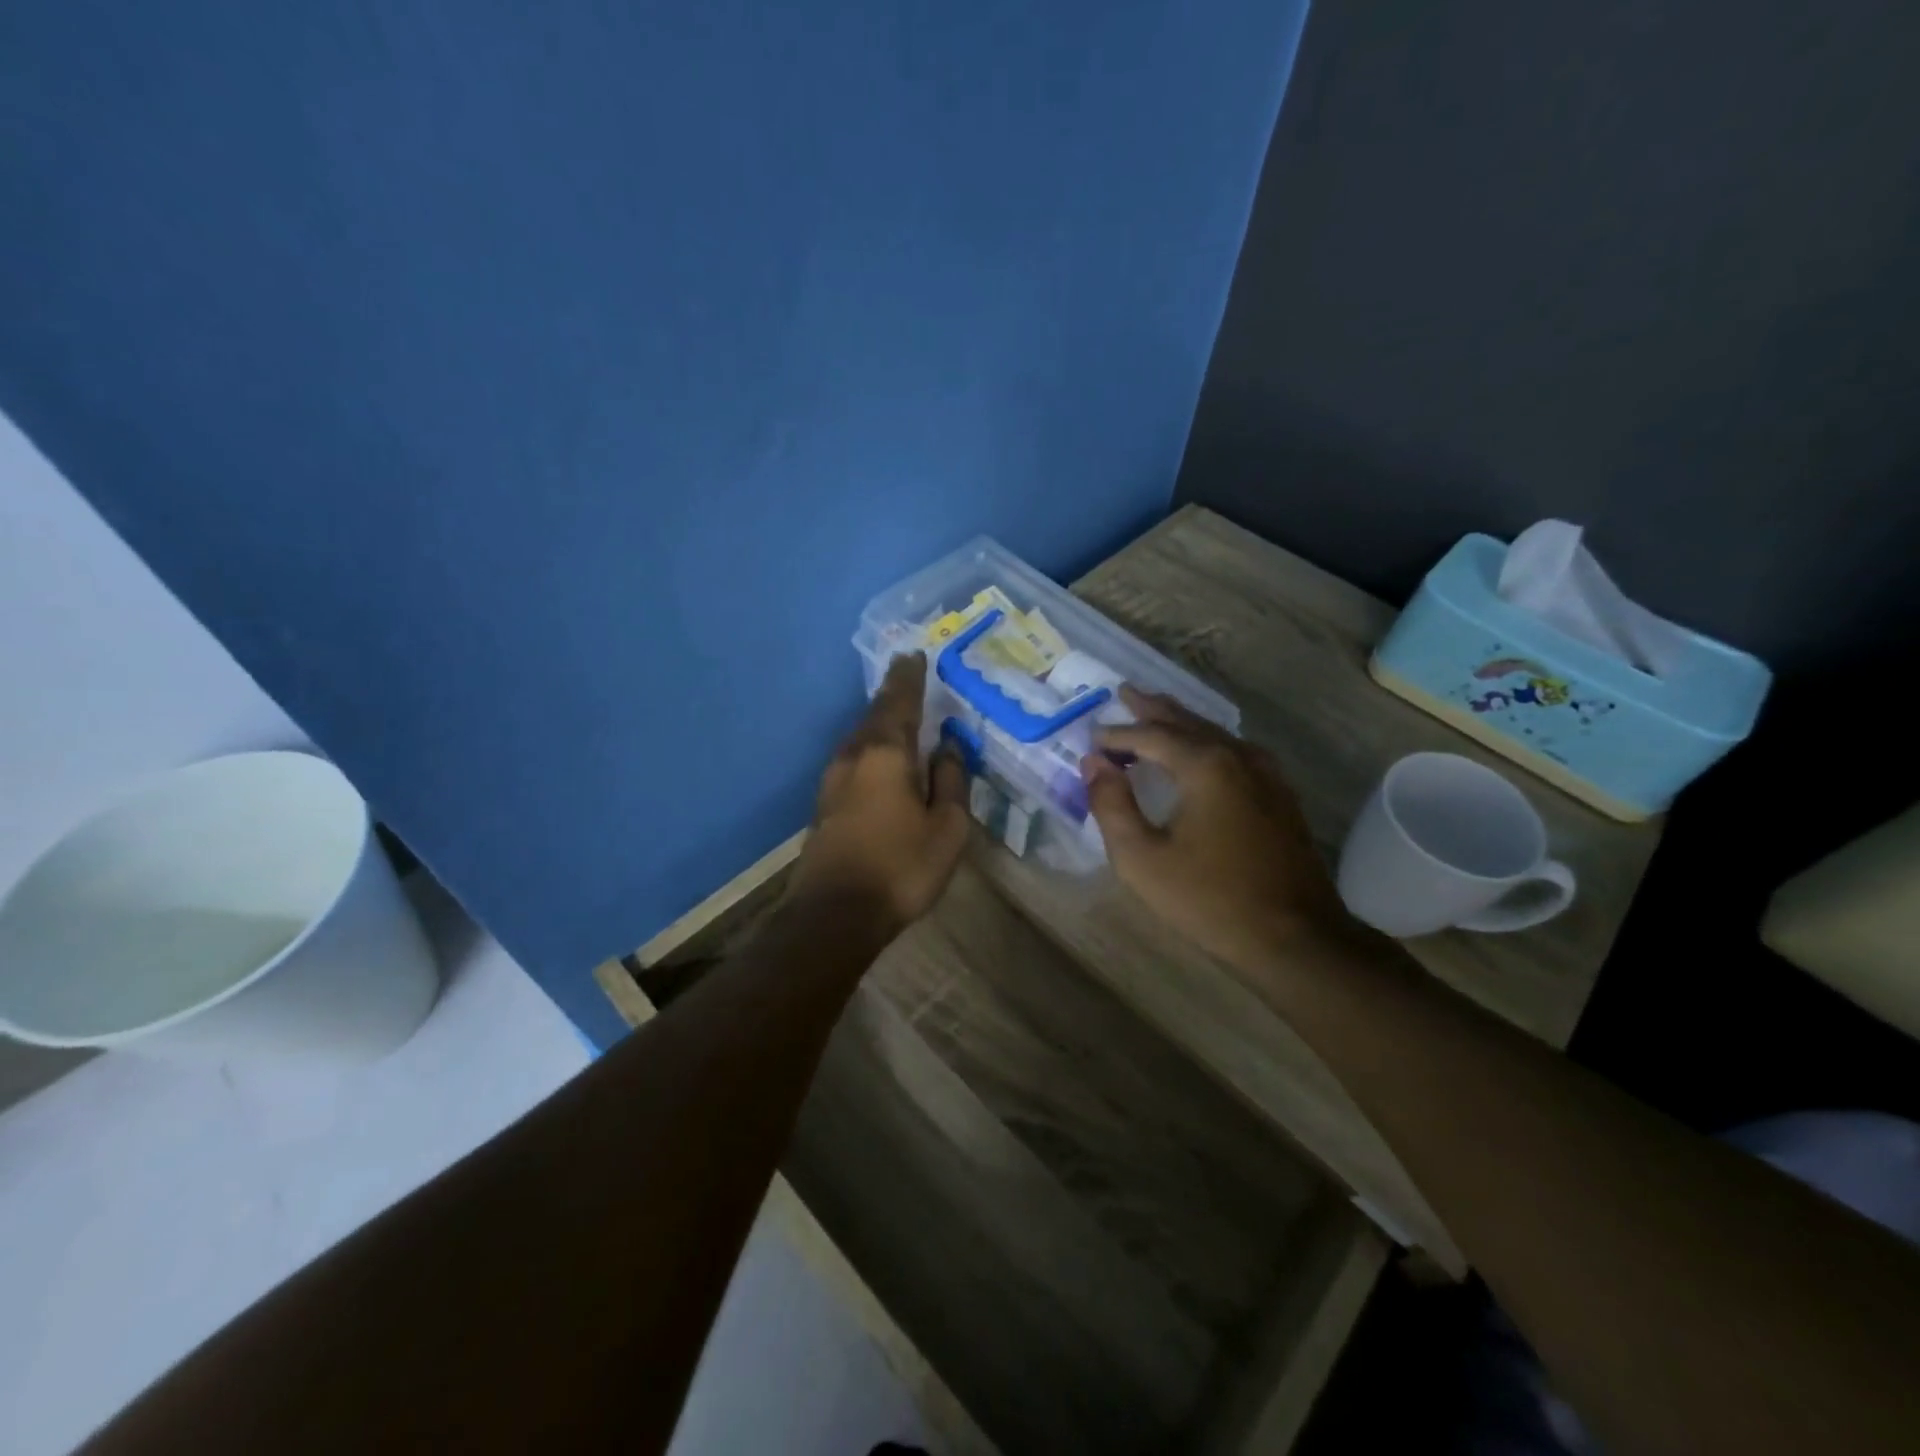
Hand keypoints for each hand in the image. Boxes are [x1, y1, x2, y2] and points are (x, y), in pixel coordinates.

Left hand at [790, 653, 970, 933]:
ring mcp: (833, 780)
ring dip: (880, 722)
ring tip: (899, 714)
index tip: (914, 654)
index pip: (899, 702)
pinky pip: (854, 760)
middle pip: (875, 715)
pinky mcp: (825, 804)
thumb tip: (948, 747)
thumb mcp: (946, 828)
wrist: (834, 915)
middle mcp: (853, 756)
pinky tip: (881, 758)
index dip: (909, 677)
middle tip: (908, 676)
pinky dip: (871, 748)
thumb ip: (950, 781)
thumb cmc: (900, 867)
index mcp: (885, 753)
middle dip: (893, 695)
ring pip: (860, 738)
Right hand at [1081, 686, 1350, 968]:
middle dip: (1153, 708)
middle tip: (1126, 692)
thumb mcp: (1142, 859)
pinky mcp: (1281, 796)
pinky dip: (1208, 742)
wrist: (1296, 938)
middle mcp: (1238, 756)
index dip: (1118, 735)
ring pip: (1215, 734)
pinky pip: (1236, 752)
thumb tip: (1094, 763)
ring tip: (1158, 712)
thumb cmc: (1210, 900)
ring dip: (1182, 722)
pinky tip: (1203, 751)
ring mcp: (1267, 774)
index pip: (1151, 735)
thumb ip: (1111, 805)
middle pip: (1187, 722)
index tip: (1092, 739)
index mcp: (1204, 766)